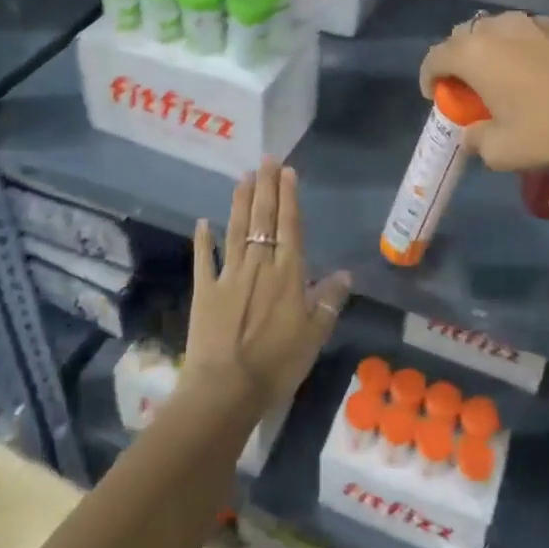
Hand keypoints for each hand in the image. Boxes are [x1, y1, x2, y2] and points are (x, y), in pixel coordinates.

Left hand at [185, 157, 351, 414]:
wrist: (227, 387)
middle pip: (263, 219)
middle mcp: (259, 264)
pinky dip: (203, 240)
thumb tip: (345, 273)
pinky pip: (205, 260)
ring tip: (243, 177)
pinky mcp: (205, 291)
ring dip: (240, 202)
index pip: (290, 225)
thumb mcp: (315, 335)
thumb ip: (329, 300)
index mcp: (288, 273)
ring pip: (236, 230)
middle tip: (266, 159)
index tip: (287, 171)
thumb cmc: (278, 363)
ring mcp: (229, 275)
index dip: (288, 197)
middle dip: (266, 187)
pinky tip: (203, 222)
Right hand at [418, 11, 548, 171]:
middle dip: (459, 62)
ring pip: (498, 32)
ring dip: (491, 53)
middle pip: (464, 37)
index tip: (438, 99)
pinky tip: (539, 79)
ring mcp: (535, 23)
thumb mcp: (502, 151)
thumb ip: (476, 140)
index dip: (430, 78)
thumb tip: (474, 134)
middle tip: (470, 90)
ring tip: (504, 82)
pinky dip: (521, 52)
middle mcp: (500, 28)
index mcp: (475, 53)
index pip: (435, 57)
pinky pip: (528, 36)